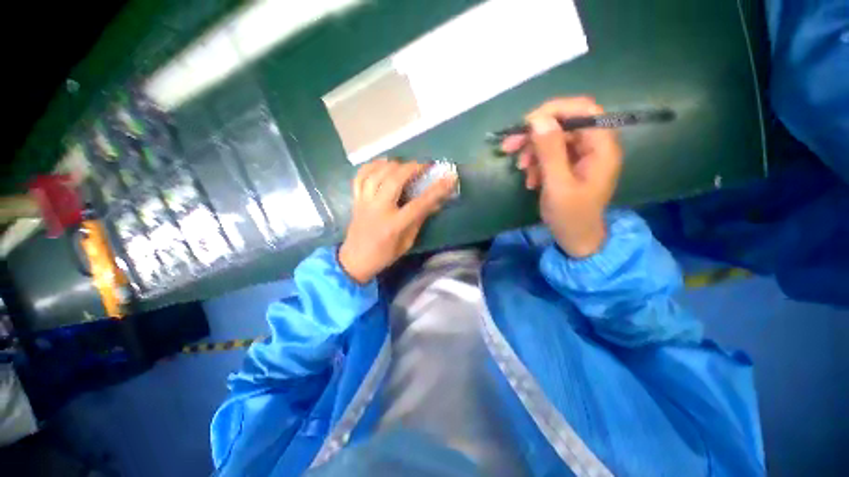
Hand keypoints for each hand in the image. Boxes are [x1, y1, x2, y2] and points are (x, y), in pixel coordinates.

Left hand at [339, 158, 457, 282]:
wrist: (355, 260)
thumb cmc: (384, 255)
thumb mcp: (406, 243)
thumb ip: (419, 221)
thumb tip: (434, 204)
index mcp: (394, 225)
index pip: (419, 204)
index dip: (436, 190)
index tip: (449, 178)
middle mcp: (378, 210)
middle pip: (394, 181)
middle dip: (411, 168)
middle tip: (423, 165)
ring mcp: (364, 203)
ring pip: (376, 174)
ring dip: (392, 165)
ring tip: (403, 163)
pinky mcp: (356, 200)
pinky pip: (360, 177)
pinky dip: (370, 166)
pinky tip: (381, 163)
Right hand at [501, 97, 622, 257]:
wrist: (576, 238)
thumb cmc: (571, 216)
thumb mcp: (557, 185)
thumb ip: (550, 151)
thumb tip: (538, 120)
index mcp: (601, 147)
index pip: (583, 110)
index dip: (554, 111)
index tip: (525, 125)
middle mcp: (594, 145)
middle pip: (564, 124)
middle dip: (535, 134)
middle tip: (509, 146)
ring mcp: (582, 155)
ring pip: (554, 139)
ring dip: (533, 150)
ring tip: (520, 168)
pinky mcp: (570, 165)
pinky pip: (551, 154)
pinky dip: (536, 163)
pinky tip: (530, 179)